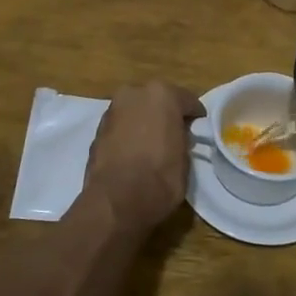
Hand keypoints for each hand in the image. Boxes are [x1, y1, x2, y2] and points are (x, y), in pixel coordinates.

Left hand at [81, 81, 203, 231]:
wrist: (116, 201)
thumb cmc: (160, 177)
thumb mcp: (185, 158)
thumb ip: (182, 138)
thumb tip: (178, 136)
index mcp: (162, 94)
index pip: (186, 100)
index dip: (194, 115)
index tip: (198, 127)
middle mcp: (134, 94)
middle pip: (156, 100)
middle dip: (165, 113)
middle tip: (174, 133)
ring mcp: (112, 110)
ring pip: (136, 111)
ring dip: (144, 122)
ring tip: (152, 143)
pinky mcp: (97, 129)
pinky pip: (121, 126)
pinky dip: (128, 133)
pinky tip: (133, 151)